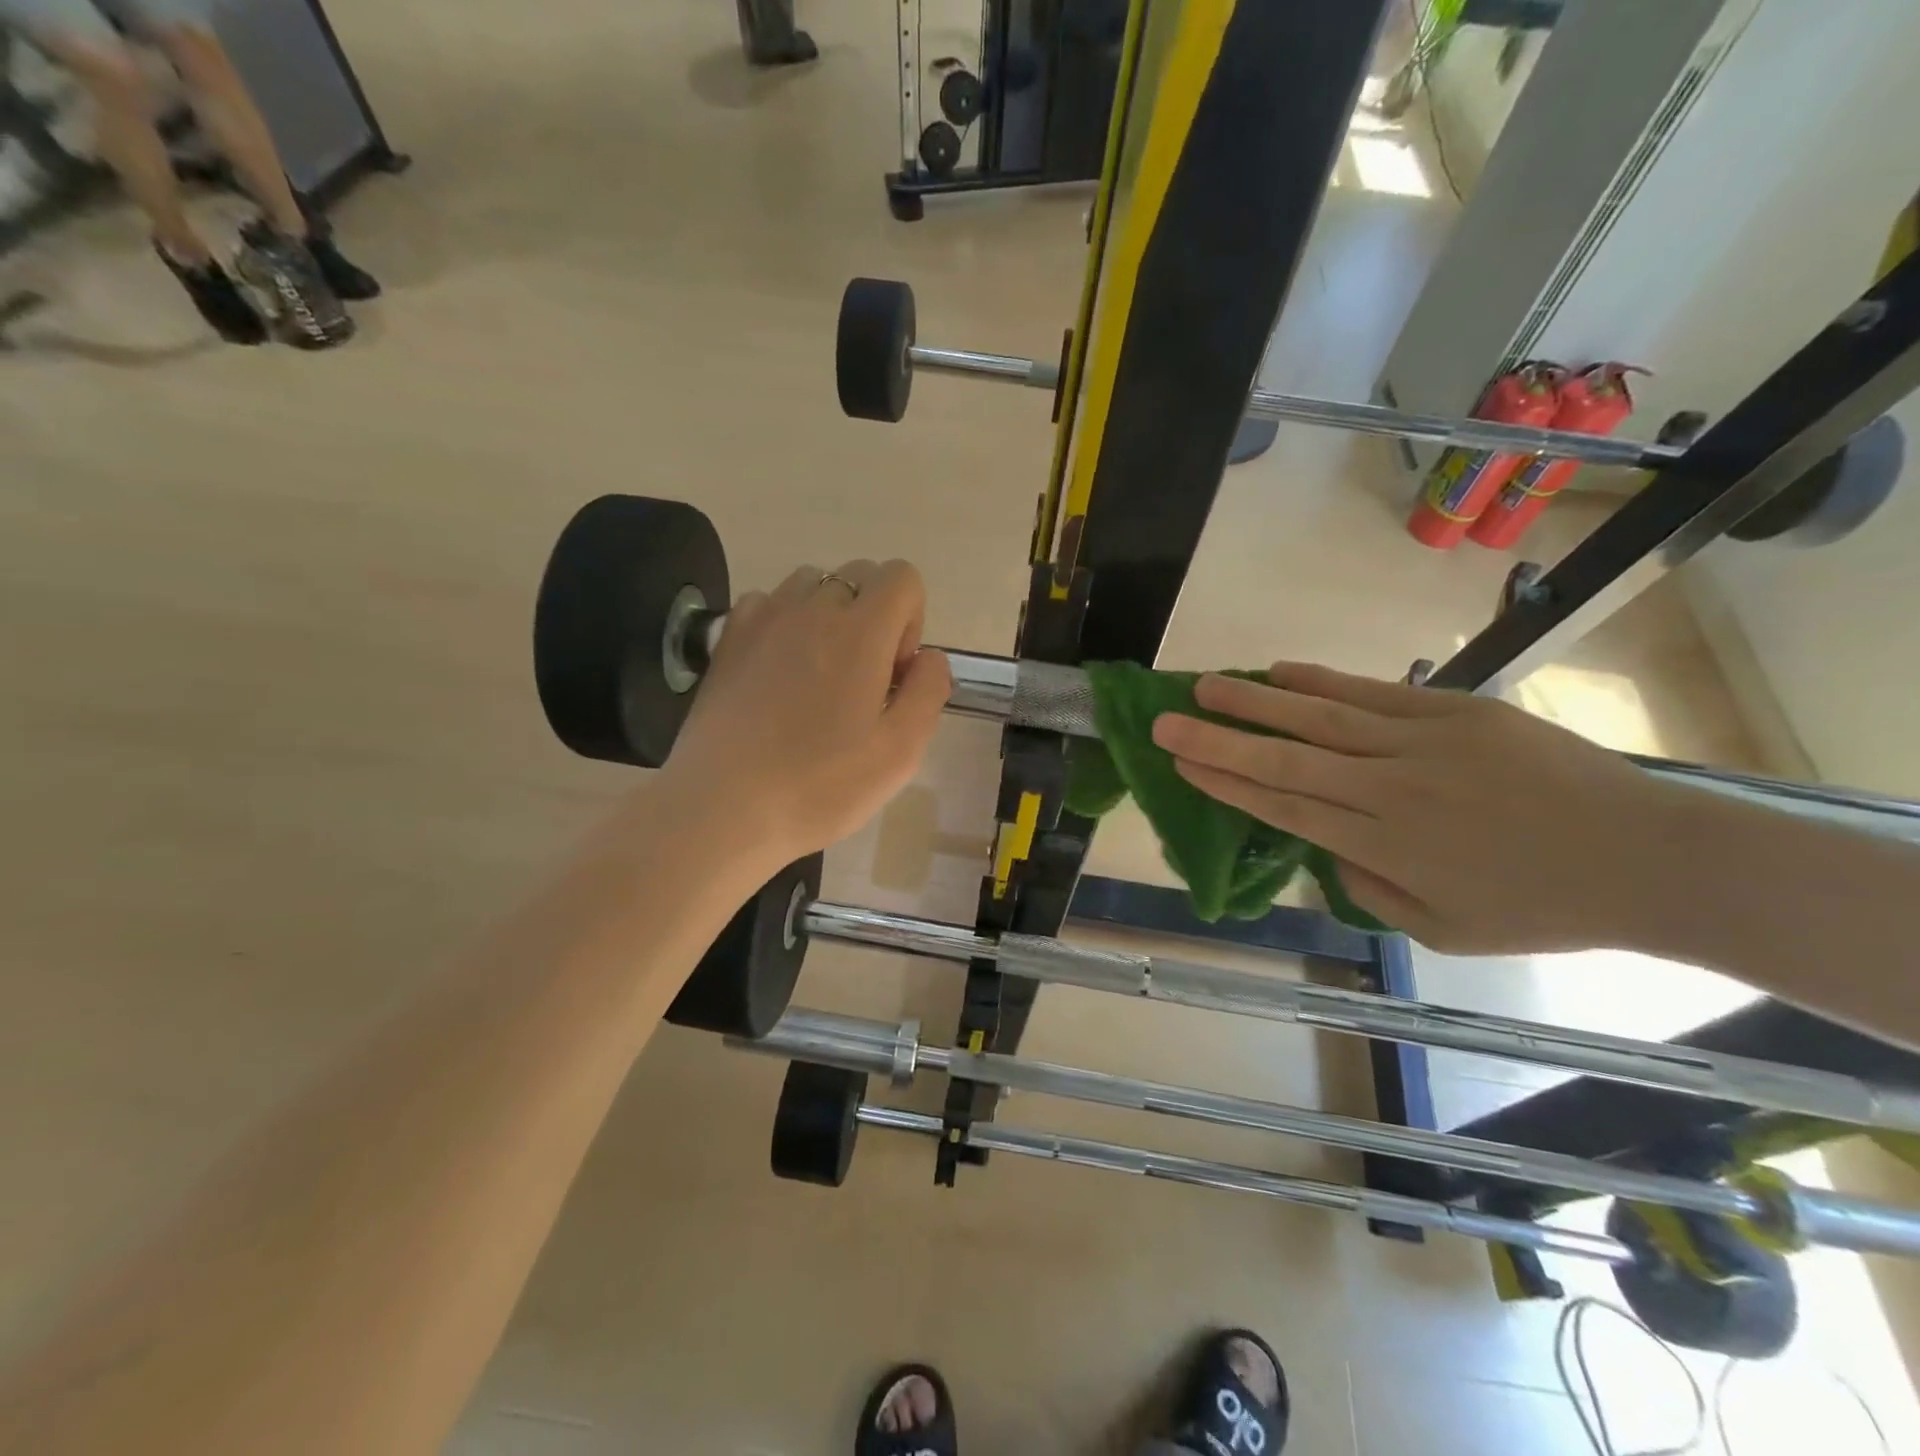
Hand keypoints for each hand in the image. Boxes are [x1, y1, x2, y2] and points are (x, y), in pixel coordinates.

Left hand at [658, 561, 951, 871]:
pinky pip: (767, 603)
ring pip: (811, 584)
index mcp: (860, 632)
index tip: (894, 673)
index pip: (902, 577)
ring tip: (818, 674)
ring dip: (828, 615)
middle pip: (859, 575)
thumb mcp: (901, 752)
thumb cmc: (820, 786)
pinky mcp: (727, 638)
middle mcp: (811, 609)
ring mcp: (763, 618)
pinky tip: (777, 672)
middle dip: (874, 616)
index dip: (911, 619)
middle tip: (862, 680)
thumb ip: (929, 691)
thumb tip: (929, 656)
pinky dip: (784, 622)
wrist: (723, 808)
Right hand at [1150, 663, 1678, 953]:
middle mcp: (1387, 791)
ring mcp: (1420, 744)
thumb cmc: (1540, 906)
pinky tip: (1279, 671)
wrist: (1648, 858)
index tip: (1180, 764)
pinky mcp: (1454, 712)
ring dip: (1254, 703)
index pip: (1282, 808)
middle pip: (1284, 761)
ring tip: (1202, 686)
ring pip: (1318, 720)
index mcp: (1381, 847)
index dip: (1226, 784)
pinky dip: (1320, 682)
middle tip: (1164, 722)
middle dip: (1216, 741)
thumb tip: (1328, 851)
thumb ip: (1369, 892)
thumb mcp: (1442, 931)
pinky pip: (1371, 693)